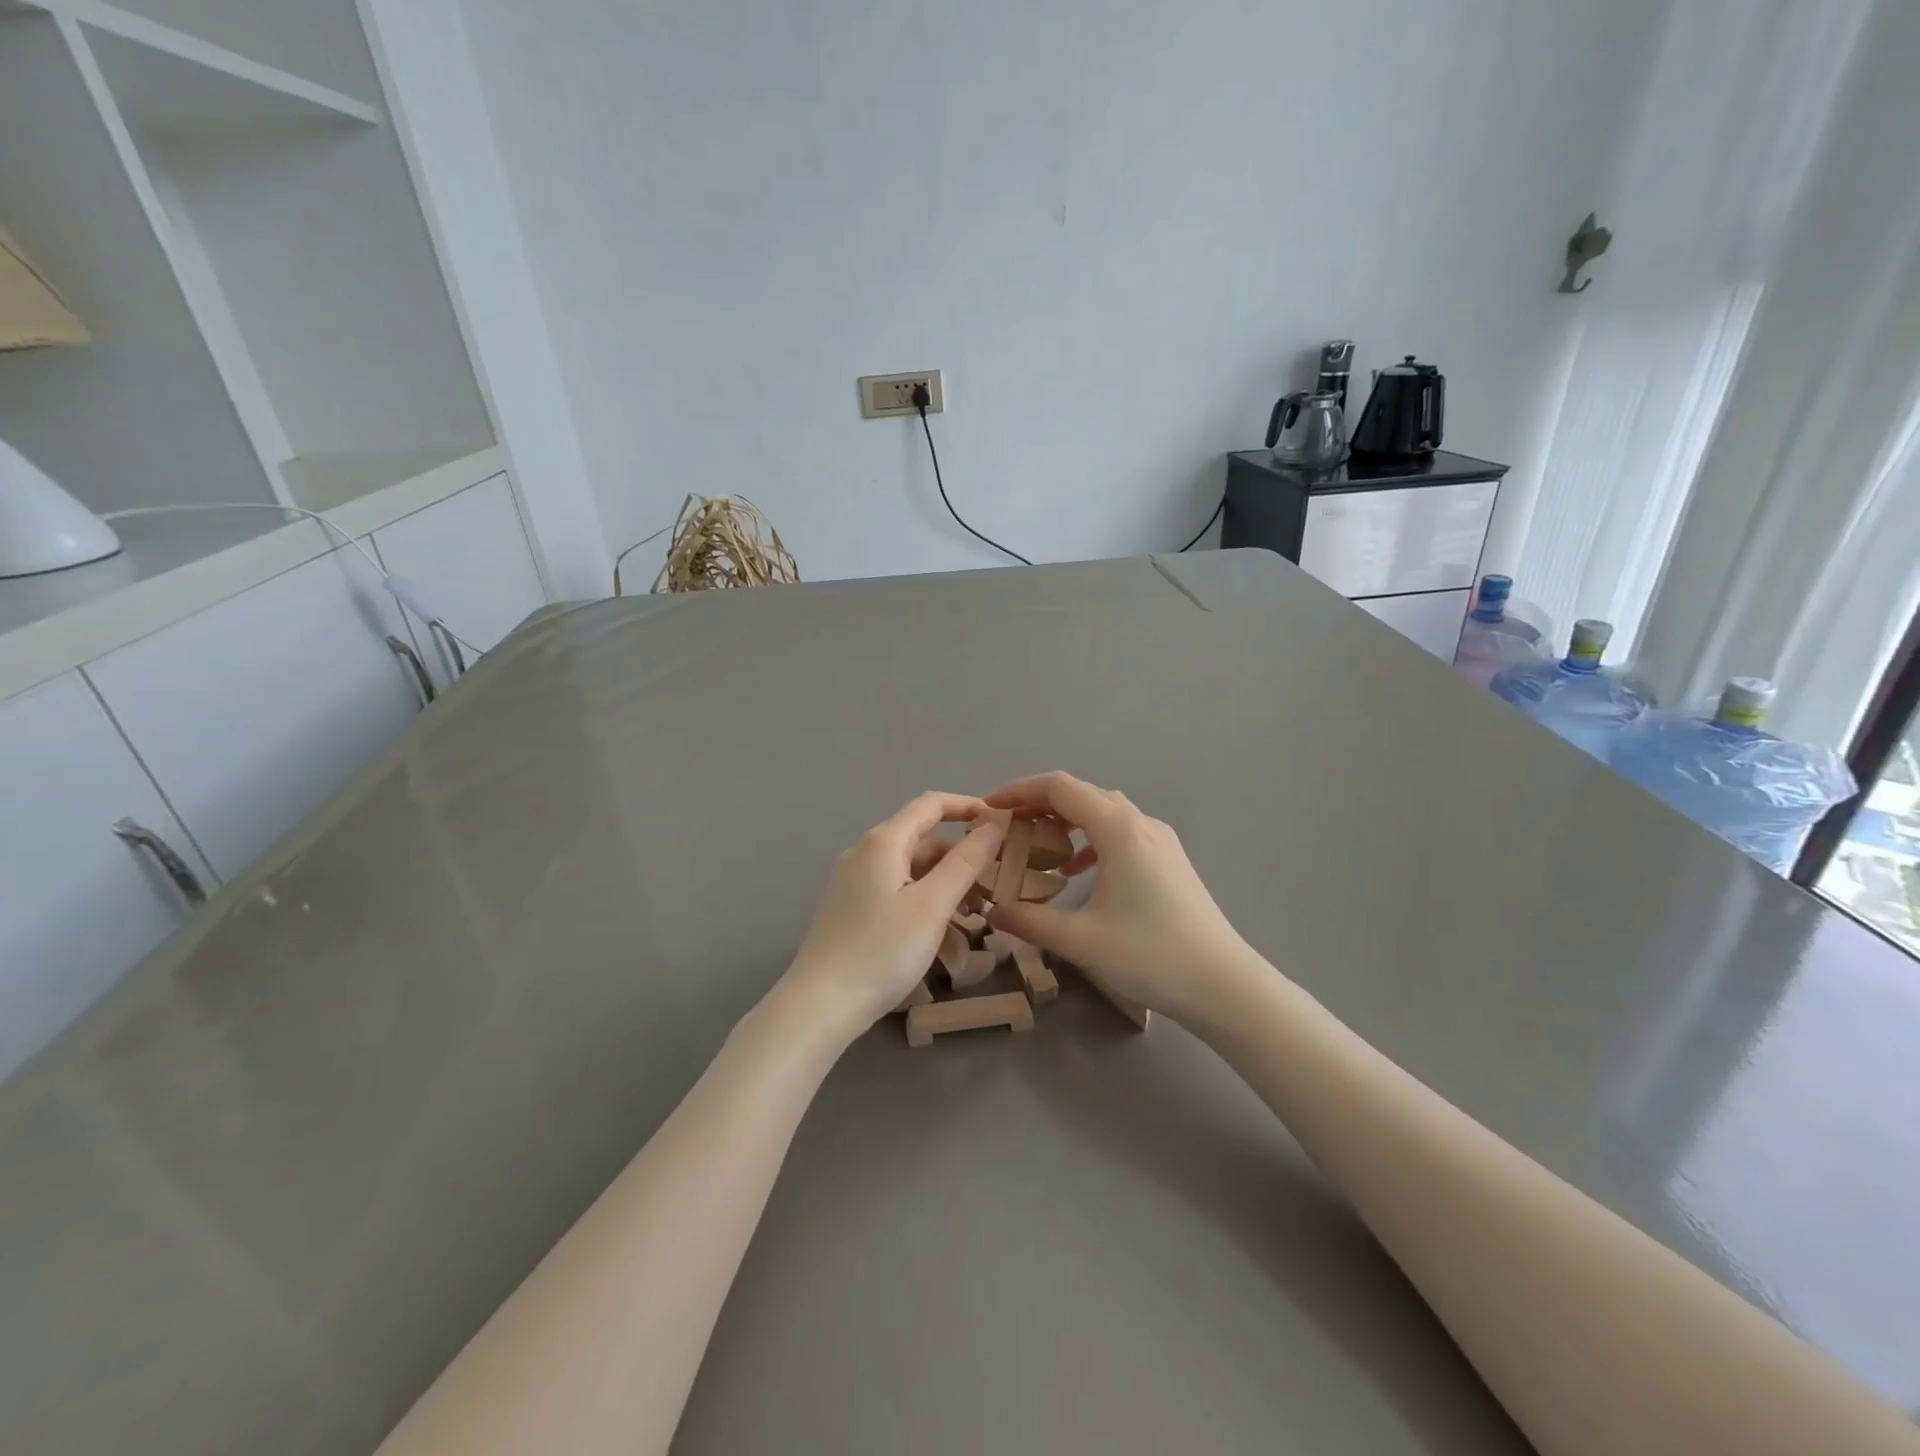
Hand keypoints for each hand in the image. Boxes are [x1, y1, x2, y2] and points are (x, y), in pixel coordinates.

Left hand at [779, 793, 1004, 1040]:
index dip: (968, 806)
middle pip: (922, 837)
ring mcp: (854, 880)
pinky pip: (896, 888)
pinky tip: (942, 928)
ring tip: (976, 911)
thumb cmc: (881, 951)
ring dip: (945, 880)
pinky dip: (924, 897)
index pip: (931, 804)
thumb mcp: (932, 905)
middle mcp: (865, 852)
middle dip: (961, 853)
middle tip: (996, 879)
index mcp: (883, 842)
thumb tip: (993, 825)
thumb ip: (965, 862)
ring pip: (911, 866)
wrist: (820, 1005)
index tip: (1002, 822)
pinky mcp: (851, 906)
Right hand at [982, 772, 1260, 1022]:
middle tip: (1006, 828)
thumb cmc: (1150, 955)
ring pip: (1103, 812)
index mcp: (1118, 828)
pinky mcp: (1169, 860)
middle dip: (1038, 804)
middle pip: (1081, 794)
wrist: (1223, 985)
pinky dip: (1090, 840)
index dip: (1019, 791)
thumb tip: (993, 911)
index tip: (989, 809)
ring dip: (1066, 821)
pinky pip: (1121, 832)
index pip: (1059, 787)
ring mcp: (1160, 840)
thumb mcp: (1080, 940)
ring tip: (1036, 845)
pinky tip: (1078, 871)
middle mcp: (1140, 822)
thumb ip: (1029, 921)